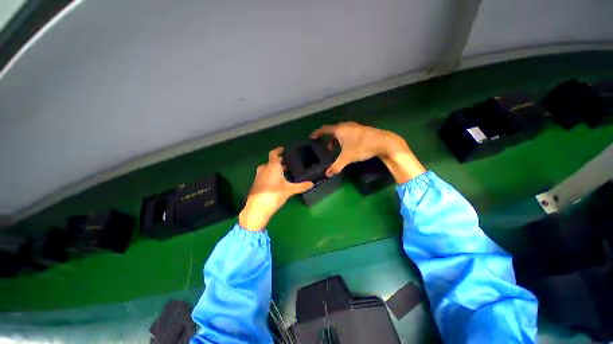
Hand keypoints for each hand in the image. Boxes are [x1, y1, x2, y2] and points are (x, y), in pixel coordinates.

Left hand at [239, 147, 313, 230]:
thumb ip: (301, 186)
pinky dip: (269, 174)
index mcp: (273, 167)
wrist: (257, 208)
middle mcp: (264, 169)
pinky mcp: (256, 183)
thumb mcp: (290, 190)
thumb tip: (312, 184)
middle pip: (271, 161)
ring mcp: (259, 176)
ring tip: (282, 172)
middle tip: (287, 163)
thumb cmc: (274, 195)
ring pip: (267, 168)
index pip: (274, 154)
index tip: (283, 149)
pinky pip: (264, 175)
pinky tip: (275, 181)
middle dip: (279, 161)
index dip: (278, 150)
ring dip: (274, 168)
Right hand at [311, 122, 425, 183]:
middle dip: (328, 139)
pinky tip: (348, 148)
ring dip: (337, 140)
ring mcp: (355, 127)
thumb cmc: (362, 147)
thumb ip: (336, 166)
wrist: (383, 142)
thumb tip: (327, 174)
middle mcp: (346, 126)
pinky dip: (344, 140)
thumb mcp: (347, 158)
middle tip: (326, 149)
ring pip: (341, 132)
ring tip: (337, 150)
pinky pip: (348, 133)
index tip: (312, 137)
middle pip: (333, 131)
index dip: (317, 133)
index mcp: (340, 130)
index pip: (324, 129)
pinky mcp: (362, 130)